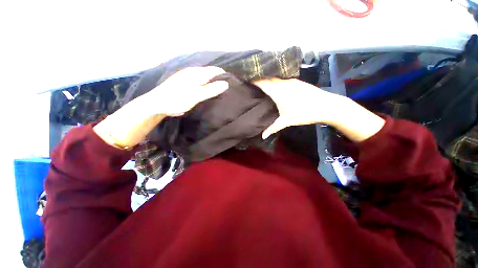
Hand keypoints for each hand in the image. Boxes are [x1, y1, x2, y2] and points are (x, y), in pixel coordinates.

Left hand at [144, 67, 228, 115]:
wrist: (158, 104)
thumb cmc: (177, 99)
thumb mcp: (196, 95)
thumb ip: (210, 90)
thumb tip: (226, 84)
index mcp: (196, 73)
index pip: (215, 71)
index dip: (224, 76)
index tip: (232, 85)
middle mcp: (193, 72)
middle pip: (210, 73)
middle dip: (219, 80)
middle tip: (227, 91)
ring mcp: (188, 77)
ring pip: (205, 78)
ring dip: (213, 83)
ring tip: (220, 92)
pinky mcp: (185, 83)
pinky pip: (200, 82)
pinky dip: (206, 86)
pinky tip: (207, 93)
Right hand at [253, 79, 342, 138]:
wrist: (327, 106)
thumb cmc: (305, 113)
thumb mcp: (287, 121)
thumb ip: (273, 128)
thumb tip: (262, 136)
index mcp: (278, 91)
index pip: (262, 82)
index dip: (254, 81)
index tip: (246, 81)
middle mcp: (283, 83)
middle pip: (268, 78)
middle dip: (259, 79)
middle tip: (251, 84)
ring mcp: (291, 81)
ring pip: (275, 78)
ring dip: (268, 80)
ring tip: (261, 85)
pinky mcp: (297, 81)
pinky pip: (282, 79)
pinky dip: (276, 81)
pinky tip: (275, 87)